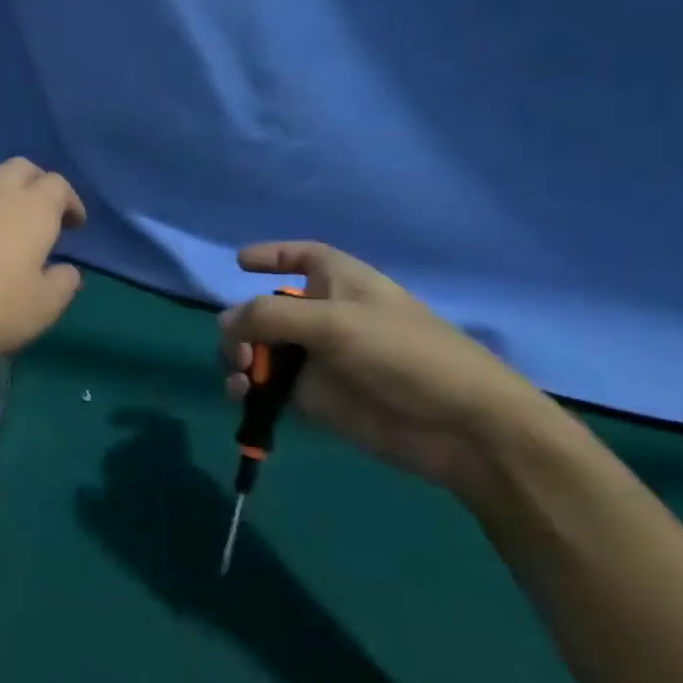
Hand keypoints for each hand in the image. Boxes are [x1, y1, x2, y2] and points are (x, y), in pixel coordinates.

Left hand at [0, 159, 86, 366]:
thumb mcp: (39, 310)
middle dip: (38, 185)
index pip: (59, 186)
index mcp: (32, 209)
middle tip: (42, 215)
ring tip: (4, 219)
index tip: (73, 225)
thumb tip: (67, 269)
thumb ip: (62, 285)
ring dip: (3, 189)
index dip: (70, 202)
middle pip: (23, 168)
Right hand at [219, 242, 565, 495]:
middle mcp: (324, 315)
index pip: (302, 257)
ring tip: (240, 378)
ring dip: (238, 358)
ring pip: (260, 350)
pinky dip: (248, 388)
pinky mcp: (314, 397)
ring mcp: (317, 358)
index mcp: (339, 282)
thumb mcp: (333, 322)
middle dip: (240, 324)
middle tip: (238, 350)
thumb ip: (269, 316)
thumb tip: (224, 324)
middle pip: (265, 309)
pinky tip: (243, 397)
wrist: (458, 427)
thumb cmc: (402, 354)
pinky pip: (267, 386)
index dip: (273, 255)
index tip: (239, 262)